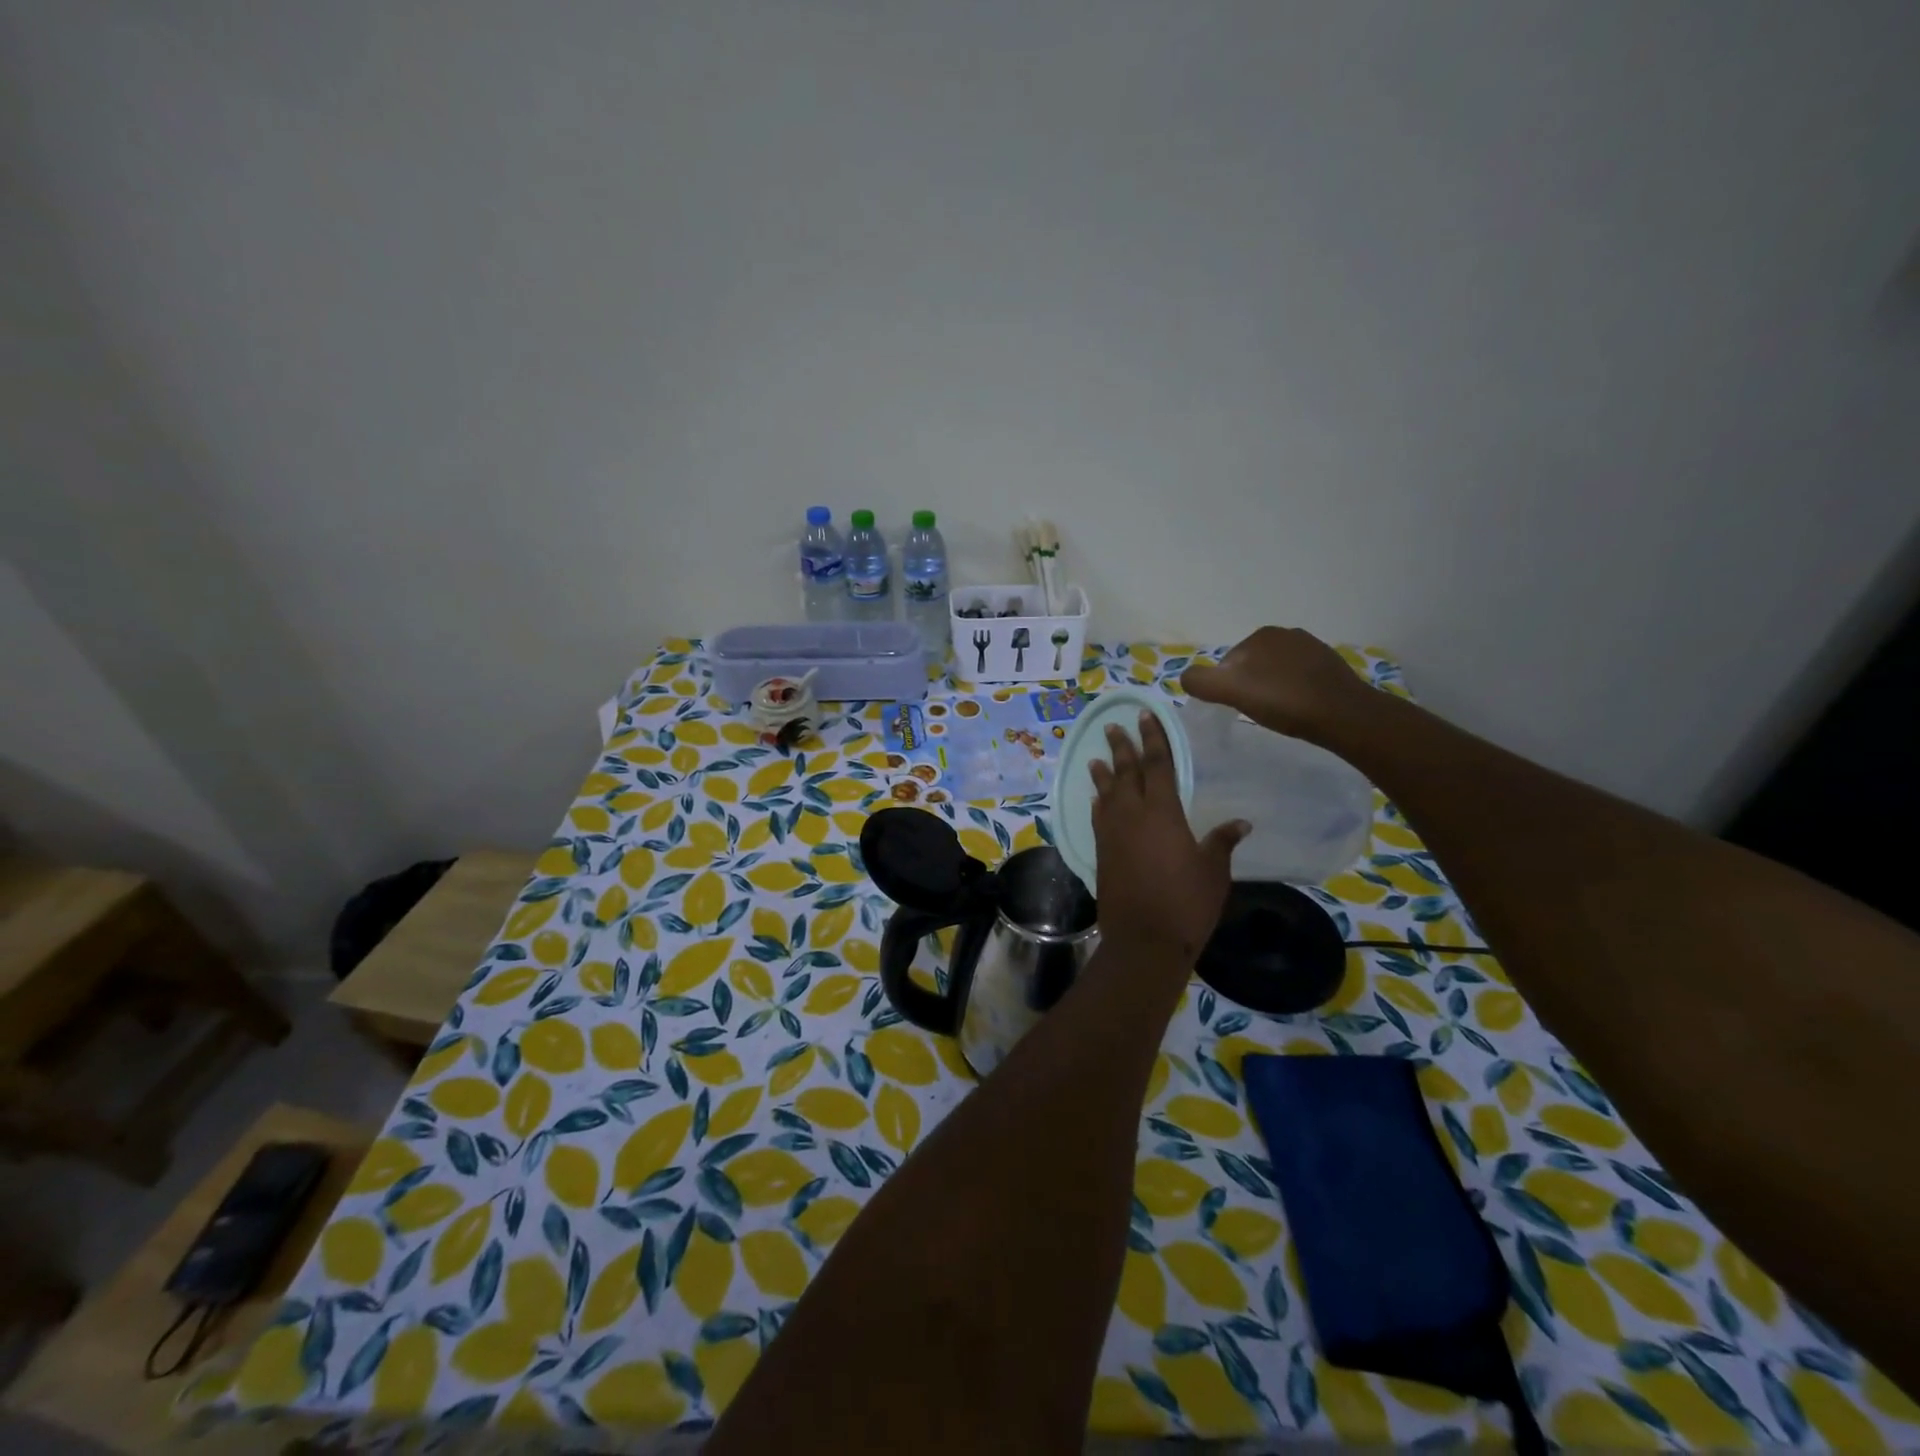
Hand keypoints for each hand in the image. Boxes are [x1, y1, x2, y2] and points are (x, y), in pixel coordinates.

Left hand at [1090, 711, 1247, 959]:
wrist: (1144, 939)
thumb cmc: (1187, 903)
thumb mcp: (1213, 871)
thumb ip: (1222, 842)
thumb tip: (1241, 822)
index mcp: (1162, 813)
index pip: (1157, 765)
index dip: (1152, 739)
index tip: (1145, 717)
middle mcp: (1132, 816)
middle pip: (1126, 773)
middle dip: (1121, 748)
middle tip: (1113, 727)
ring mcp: (1112, 834)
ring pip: (1106, 794)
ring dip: (1103, 774)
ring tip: (1097, 758)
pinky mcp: (1101, 852)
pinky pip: (1098, 818)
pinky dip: (1098, 803)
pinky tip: (1097, 799)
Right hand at [1181, 626, 1378, 740]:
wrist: (1344, 715)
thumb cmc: (1284, 701)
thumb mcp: (1231, 691)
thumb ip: (1201, 681)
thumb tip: (1186, 677)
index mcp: (1261, 635)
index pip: (1228, 663)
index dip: (1227, 687)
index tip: (1237, 708)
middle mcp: (1287, 634)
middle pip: (1252, 666)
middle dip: (1250, 686)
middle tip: (1257, 712)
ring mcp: (1312, 648)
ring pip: (1276, 672)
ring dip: (1272, 689)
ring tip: (1279, 712)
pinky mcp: (1331, 666)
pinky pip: (1299, 678)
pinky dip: (1294, 691)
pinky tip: (1299, 709)